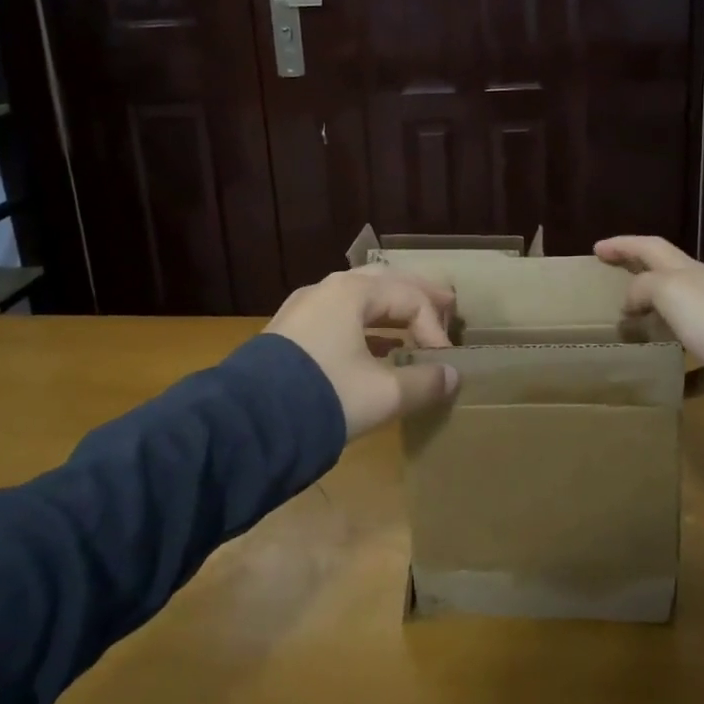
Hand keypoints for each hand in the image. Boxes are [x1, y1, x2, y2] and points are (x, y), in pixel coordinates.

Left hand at [266, 268, 460, 438]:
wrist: (250, 422)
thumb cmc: (326, 396)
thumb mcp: (383, 394)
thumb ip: (423, 382)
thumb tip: (452, 376)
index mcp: (352, 292)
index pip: (410, 297)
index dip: (435, 327)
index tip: (446, 362)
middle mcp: (327, 289)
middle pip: (384, 281)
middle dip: (417, 294)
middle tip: (448, 302)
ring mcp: (305, 308)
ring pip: (359, 297)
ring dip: (390, 310)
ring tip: (414, 324)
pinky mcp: (291, 332)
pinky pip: (339, 316)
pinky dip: (366, 325)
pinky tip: (377, 347)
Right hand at [593, 236, 703, 372]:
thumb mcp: (667, 289)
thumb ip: (643, 287)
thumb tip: (631, 303)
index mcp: (688, 271)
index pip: (650, 247)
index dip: (622, 245)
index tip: (596, 249)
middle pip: (668, 278)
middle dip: (641, 279)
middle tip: (614, 289)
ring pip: (682, 317)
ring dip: (658, 322)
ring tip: (635, 334)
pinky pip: (699, 363)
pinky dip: (682, 369)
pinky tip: (668, 382)